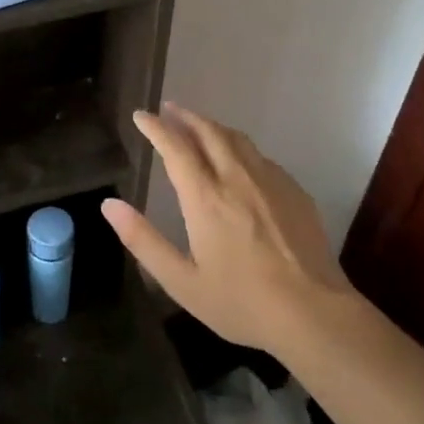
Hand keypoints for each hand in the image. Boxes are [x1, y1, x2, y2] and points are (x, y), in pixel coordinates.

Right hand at [103, 103, 352, 356]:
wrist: (314, 314)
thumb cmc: (241, 302)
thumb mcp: (181, 281)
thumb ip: (143, 240)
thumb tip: (109, 205)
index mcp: (206, 198)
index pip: (176, 147)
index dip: (156, 128)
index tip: (141, 116)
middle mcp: (237, 179)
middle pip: (209, 132)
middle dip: (185, 116)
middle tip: (169, 109)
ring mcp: (270, 182)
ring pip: (238, 139)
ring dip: (213, 126)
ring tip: (199, 126)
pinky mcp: (295, 192)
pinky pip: (261, 157)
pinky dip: (240, 147)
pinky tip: (240, 160)